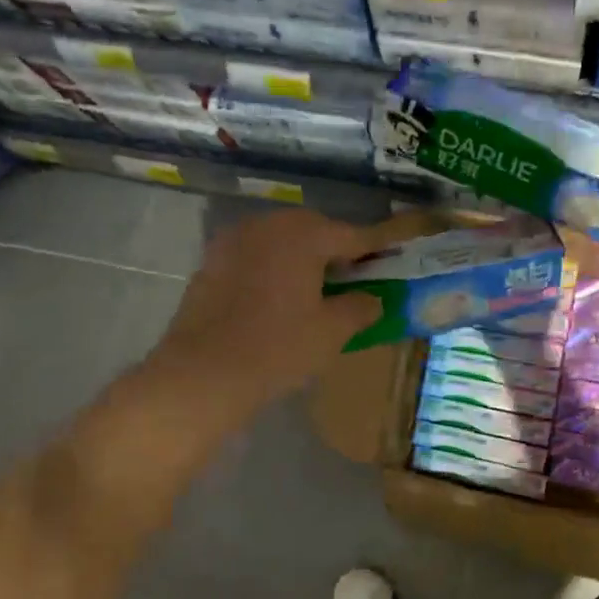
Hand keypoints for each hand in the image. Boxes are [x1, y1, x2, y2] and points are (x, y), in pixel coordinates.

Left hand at [147, 208, 383, 424]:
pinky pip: (254, 255)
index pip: (352, 235)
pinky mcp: (211, 261)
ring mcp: (234, 241)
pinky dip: (272, 266)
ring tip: (315, 285)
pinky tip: (277, 294)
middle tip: (353, 274)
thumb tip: (372, 299)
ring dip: (302, 255)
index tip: (395, 247)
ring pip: (280, 239)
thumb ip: (360, 308)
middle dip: (336, 248)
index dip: (377, 245)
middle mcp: (267, 225)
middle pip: (313, 229)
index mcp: (303, 235)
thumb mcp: (331, 332)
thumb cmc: (278, 348)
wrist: (203, 372)